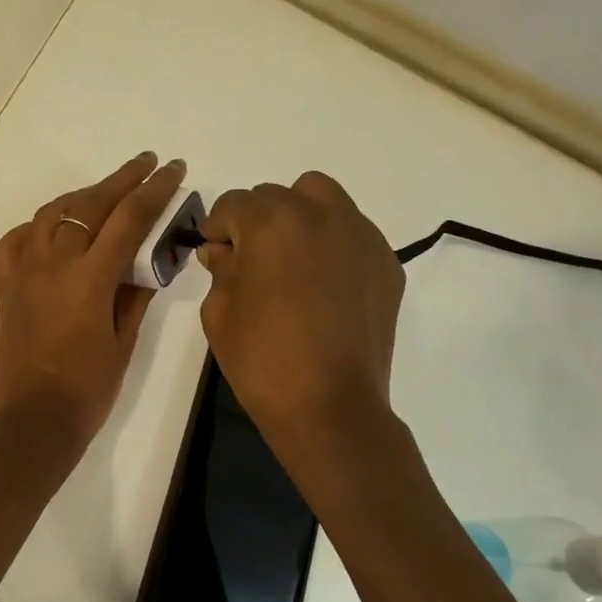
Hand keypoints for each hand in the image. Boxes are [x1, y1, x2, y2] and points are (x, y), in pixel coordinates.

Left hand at [0, 153, 186, 448]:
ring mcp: (23, 272)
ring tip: (105, 192)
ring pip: (52, 214)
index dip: (154, 191)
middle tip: (146, 164)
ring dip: (82, 196)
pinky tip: (53, 229)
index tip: (172, 170)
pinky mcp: (4, 287)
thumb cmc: (85, 392)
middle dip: (122, 179)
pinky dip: (38, 226)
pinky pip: (16, 241)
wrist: (30, 424)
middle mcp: (52, 264)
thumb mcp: (122, 345)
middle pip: (89, 205)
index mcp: (89, 279)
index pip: (128, 220)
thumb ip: (134, 298)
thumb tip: (143, 265)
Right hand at [198, 172, 403, 437]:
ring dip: (298, 217)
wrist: (331, 406)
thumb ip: (220, 270)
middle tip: (251, 264)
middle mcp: (319, 214)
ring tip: (292, 261)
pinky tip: (325, 285)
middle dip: (256, 221)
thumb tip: (222, 251)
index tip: (216, 257)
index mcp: (270, 223)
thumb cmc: (263, 360)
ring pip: (321, 198)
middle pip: (276, 195)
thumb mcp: (219, 313)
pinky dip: (332, 243)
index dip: (217, 229)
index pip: (233, 204)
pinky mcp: (385, 262)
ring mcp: (359, 235)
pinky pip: (351, 232)